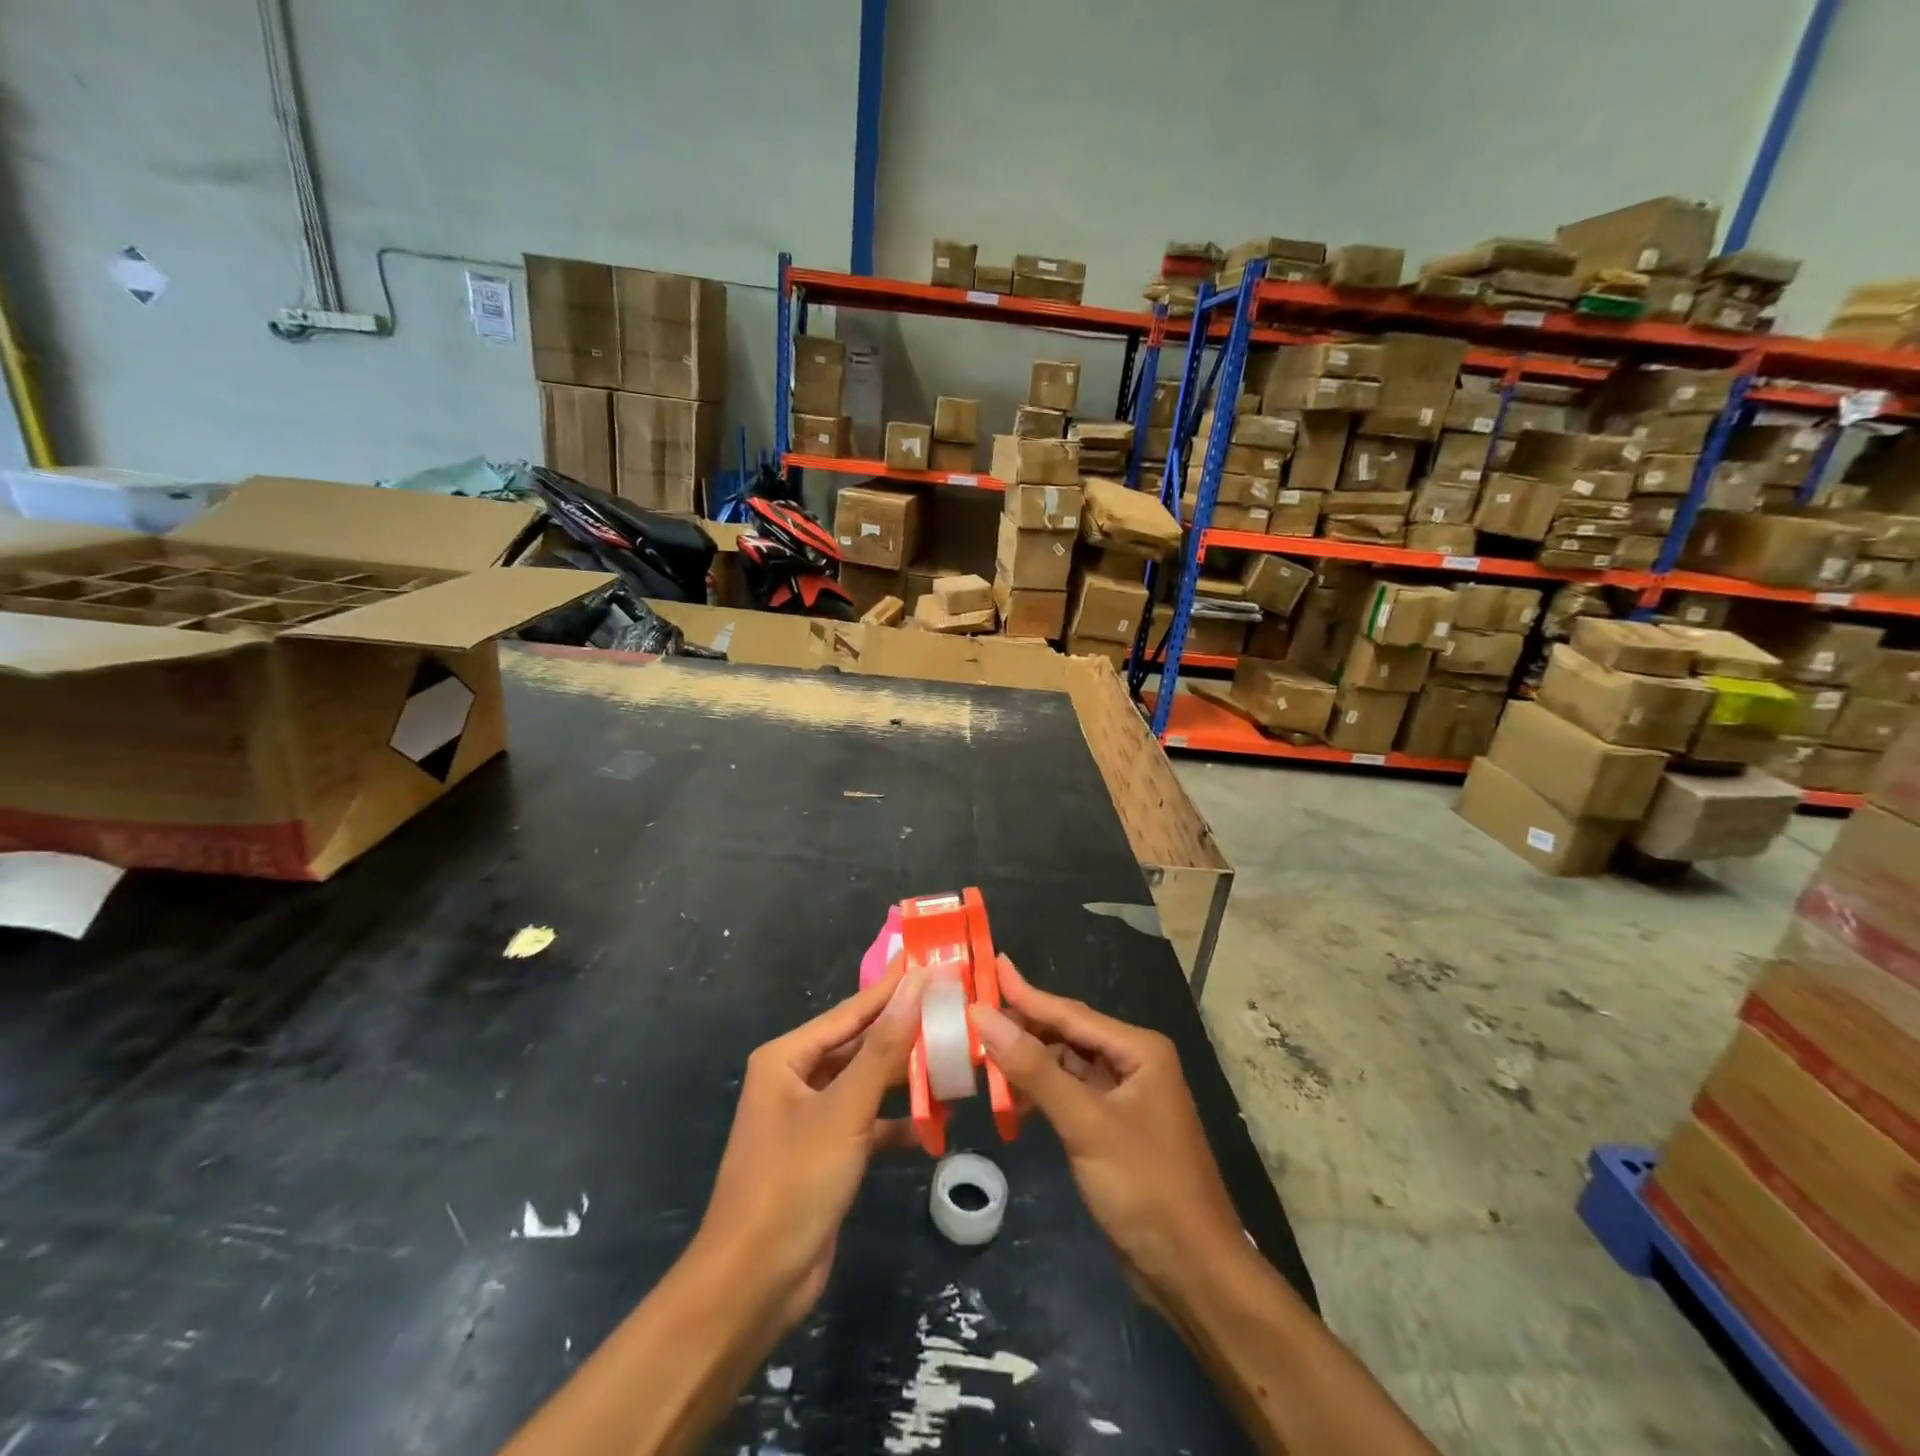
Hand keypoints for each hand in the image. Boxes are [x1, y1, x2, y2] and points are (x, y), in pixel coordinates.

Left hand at [692, 960, 926, 1330]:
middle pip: (861, 1045)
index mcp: (788, 1057)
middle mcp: (797, 1079)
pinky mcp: (827, 1154)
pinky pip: (869, 1122)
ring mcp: (813, 1118)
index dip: (894, 988)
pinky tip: (937, 1122)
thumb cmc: (793, 1182)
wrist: (754, 1285)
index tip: (934, 963)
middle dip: (905, 1033)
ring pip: (868, 1084)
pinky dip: (898, 1122)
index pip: (852, 1011)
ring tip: (957, 1060)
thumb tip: (916, 984)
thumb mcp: (844, 1109)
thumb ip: (884, 1047)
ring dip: (906, 1079)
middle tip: (955, 1010)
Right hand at [973, 956, 1244, 1307]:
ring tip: (982, 1054)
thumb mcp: (1085, 1123)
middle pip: (1067, 1035)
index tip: (990, 966)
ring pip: (1066, 1067)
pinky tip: (1011, 1101)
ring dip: (1028, 1064)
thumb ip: (1033, 1069)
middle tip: (974, 1013)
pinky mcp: (1112, 1129)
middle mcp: (1133, 1064)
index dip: (1025, 993)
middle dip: (1023, 1027)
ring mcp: (1124, 1098)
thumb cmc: (1146, 1187)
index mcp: (1138, 1050)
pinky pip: (1069, 1096)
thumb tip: (983, 1016)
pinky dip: (1040, 1095)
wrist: (1193, 1274)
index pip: (1070, 1013)